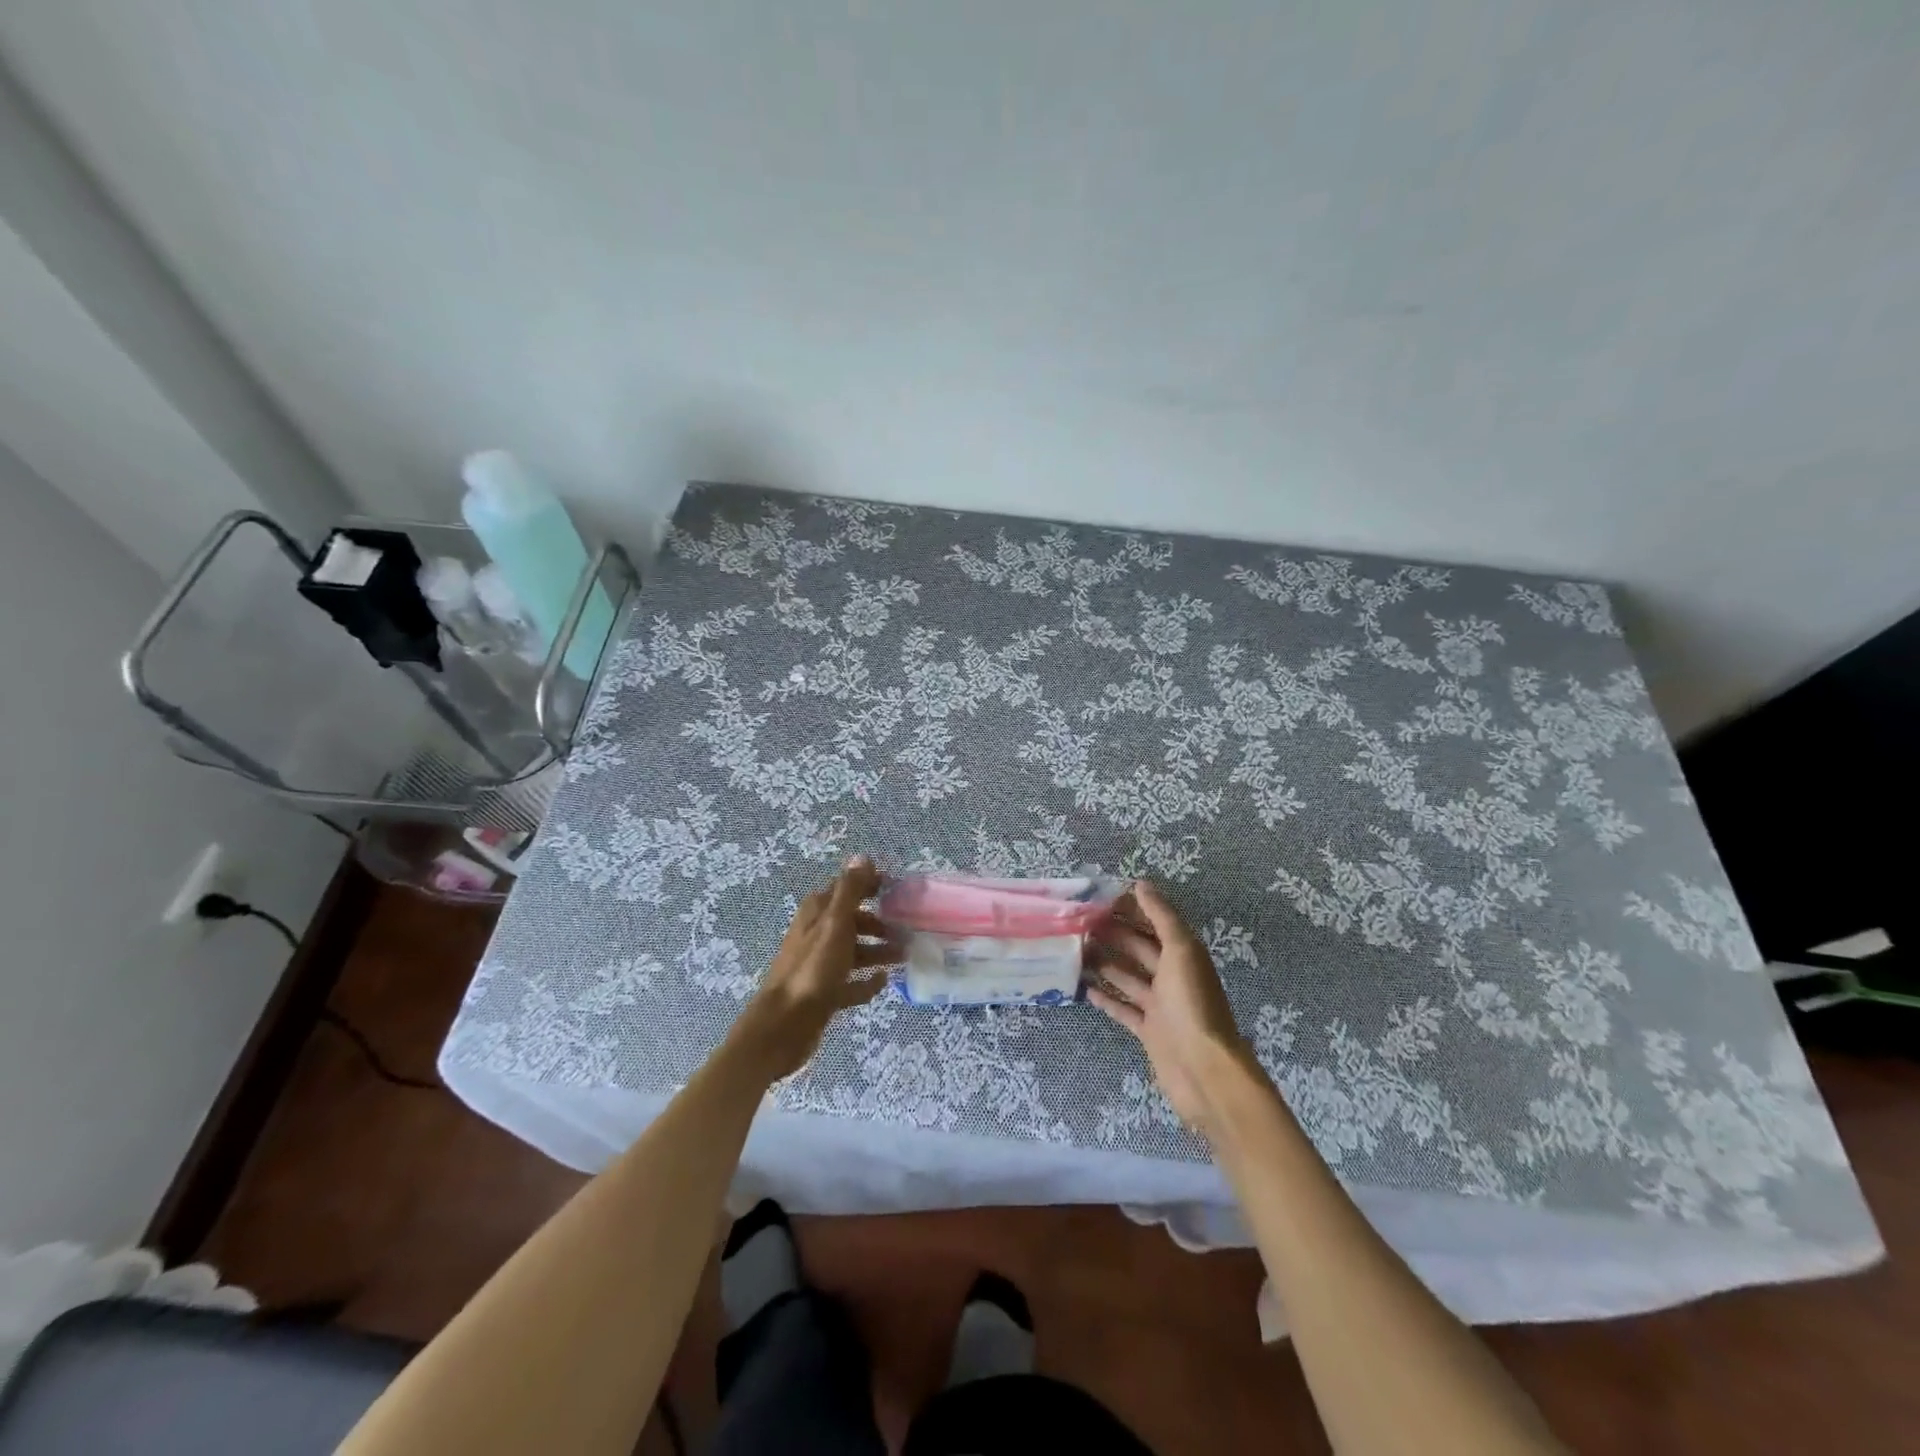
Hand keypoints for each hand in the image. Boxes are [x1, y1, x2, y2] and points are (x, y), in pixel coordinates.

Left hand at [734, 856, 901, 1079]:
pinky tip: (885, 982)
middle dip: (879, 922)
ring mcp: (820, 965)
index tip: (899, 889)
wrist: (783, 1026)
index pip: (847, 889)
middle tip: (908, 928)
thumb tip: (863, 856)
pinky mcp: (824, 993)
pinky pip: (851, 983)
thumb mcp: (834, 924)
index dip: (871, 885)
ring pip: (854, 951)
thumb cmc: (812, 969)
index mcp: (817, 913)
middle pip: (853, 921)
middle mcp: (817, 934)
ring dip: (878, 951)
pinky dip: (867, 981)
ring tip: (905, 956)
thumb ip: (850, 890)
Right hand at [1089, 881, 1255, 1136]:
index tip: (1099, 897)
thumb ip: (1162, 917)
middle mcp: (1172, 975)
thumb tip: (1142, 883)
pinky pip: (1123, 1008)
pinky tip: (1083, 988)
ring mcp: (1160, 1005)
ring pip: (1127, 976)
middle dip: (1112, 934)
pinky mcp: (1148, 1030)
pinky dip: (1105, 998)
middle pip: (1138, 948)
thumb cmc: (1192, 1004)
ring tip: (1074, 950)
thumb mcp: (1181, 951)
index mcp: (1183, 953)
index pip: (1154, 922)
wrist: (1205, 1070)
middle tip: (1077, 922)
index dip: (1131, 908)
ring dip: (1103, 963)